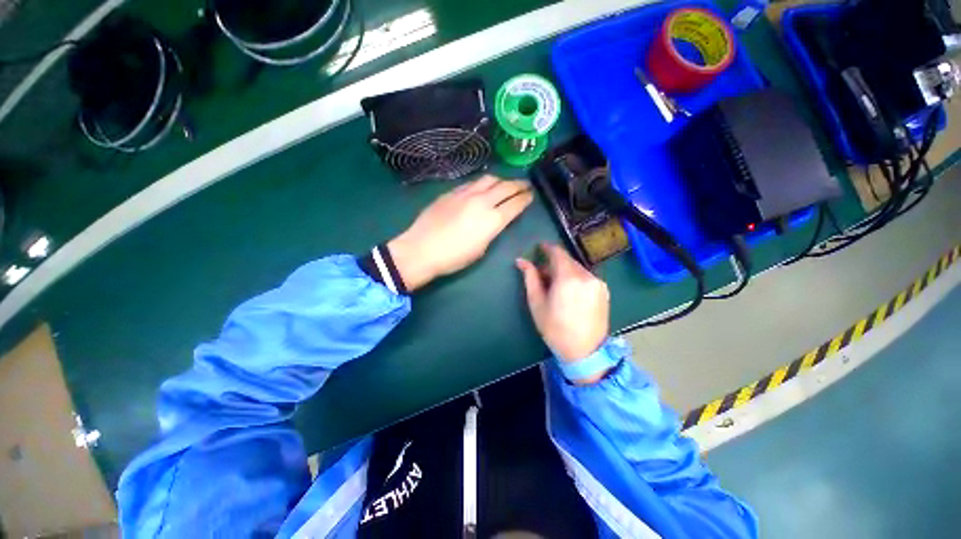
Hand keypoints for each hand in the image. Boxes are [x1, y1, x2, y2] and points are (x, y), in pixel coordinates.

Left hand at [388, 175, 532, 290]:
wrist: (422, 249)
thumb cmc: (454, 257)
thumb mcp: (481, 249)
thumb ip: (492, 230)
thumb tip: (496, 220)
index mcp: (492, 220)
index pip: (515, 203)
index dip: (525, 198)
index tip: (531, 195)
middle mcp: (482, 201)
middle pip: (506, 187)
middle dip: (519, 185)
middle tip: (525, 185)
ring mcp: (465, 193)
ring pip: (489, 179)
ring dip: (501, 180)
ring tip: (505, 183)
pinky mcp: (451, 192)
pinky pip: (472, 182)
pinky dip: (482, 183)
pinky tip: (482, 187)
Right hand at [516, 244, 609, 369]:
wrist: (585, 352)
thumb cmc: (555, 329)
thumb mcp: (537, 303)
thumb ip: (530, 278)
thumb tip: (521, 261)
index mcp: (568, 278)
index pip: (558, 253)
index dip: (547, 248)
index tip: (539, 248)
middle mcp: (586, 275)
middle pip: (567, 260)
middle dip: (554, 263)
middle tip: (542, 275)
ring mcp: (597, 283)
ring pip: (577, 268)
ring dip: (565, 271)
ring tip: (556, 287)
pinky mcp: (604, 291)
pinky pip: (586, 277)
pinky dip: (575, 278)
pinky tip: (569, 293)